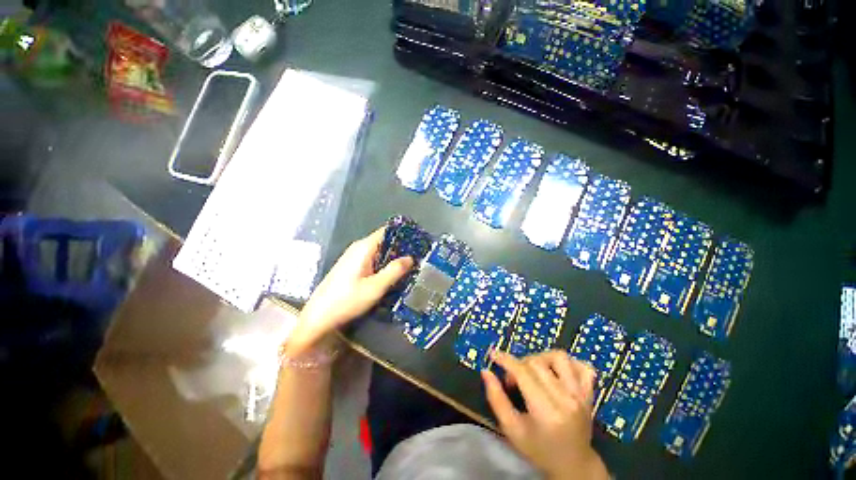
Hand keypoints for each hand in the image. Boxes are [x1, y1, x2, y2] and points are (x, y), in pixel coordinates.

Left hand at [283, 227, 413, 355]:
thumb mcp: (375, 287)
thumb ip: (394, 271)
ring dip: (393, 259)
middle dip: (400, 249)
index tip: (418, 243)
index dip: (403, 235)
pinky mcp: (352, 267)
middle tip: (418, 259)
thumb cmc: (347, 301)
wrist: (318, 318)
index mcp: (364, 248)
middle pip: (384, 241)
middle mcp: (358, 248)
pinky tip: (392, 275)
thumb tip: (410, 258)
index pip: (387, 231)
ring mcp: (354, 257)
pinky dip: (384, 265)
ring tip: (410, 267)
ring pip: (379, 252)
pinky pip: (373, 260)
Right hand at [482, 350, 608, 479]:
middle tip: (513, 380)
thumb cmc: (539, 450)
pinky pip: (583, 367)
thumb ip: (496, 399)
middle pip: (538, 363)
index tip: (494, 355)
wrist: (574, 465)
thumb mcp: (512, 430)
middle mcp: (566, 398)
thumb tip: (486, 371)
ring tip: (533, 371)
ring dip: (541, 358)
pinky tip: (557, 371)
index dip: (506, 360)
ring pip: (560, 357)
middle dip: (519, 364)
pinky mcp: (589, 393)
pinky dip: (569, 363)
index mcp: (546, 411)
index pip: (523, 372)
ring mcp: (581, 395)